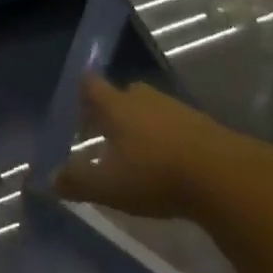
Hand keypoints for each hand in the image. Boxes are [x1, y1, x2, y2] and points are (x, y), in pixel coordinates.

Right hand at [55, 76, 272, 219]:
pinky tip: (170, 161)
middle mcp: (144, 99)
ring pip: (152, 108)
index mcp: (117, 107)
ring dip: (143, 123)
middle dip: (115, 108)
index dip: (83, 90)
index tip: (78, 99)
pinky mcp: (202, 124)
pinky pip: (176, 123)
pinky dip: (168, 136)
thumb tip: (48, 180)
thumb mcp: (111, 187)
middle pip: (124, 93)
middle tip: (107, 131)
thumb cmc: (156, 175)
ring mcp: (176, 108)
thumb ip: (78, 182)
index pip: (92, 86)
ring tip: (138, 151)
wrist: (224, 176)